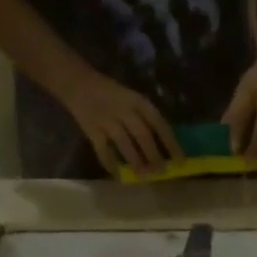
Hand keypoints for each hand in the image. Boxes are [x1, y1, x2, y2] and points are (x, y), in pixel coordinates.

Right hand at [58, 68, 183, 175]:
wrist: (77, 81)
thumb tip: (164, 146)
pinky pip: (102, 150)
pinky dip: (110, 163)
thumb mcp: (132, 98)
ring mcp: (107, 120)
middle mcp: (124, 110)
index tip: (180, 161)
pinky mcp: (91, 129)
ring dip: (136, 161)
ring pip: (124, 144)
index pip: (159, 124)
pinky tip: (118, 175)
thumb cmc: (111, 93)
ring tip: (144, 175)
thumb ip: (145, 118)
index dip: (171, 143)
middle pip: (143, 135)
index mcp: (138, 101)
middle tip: (161, 171)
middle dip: (154, 156)